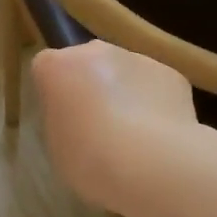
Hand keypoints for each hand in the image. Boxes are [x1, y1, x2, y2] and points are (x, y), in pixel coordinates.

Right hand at [31, 41, 199, 207]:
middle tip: (97, 126)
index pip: (46, 68)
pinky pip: (155, 86)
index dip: (55, 93)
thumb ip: (64, 119)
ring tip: (134, 136)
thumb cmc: (89, 159)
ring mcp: (136, 58)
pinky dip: (155, 104)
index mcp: (57, 66)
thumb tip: (79, 117)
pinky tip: (161, 136)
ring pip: (124, 72)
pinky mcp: (170, 73)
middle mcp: (95, 51)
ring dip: (125, 93)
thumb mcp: (57, 144)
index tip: (63, 119)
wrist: (151, 164)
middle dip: (91, 86)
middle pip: (87, 63)